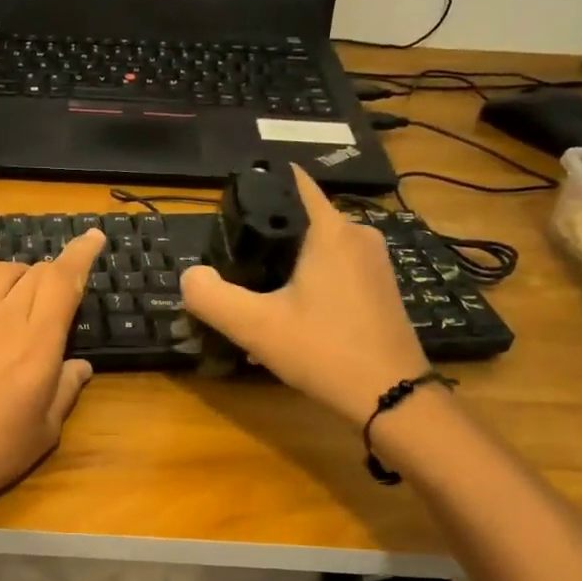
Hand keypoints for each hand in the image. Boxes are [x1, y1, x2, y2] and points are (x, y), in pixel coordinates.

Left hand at [0, 229, 105, 527]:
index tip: (93, 237)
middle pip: (36, 272)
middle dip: (57, 273)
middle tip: (62, 293)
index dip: (81, 254)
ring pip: (1, 270)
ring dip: (22, 274)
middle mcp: (3, 319)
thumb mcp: (45, 430)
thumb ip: (66, 388)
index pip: (63, 281)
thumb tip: (80, 364)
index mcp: (37, 344)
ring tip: (26, 294)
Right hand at [181, 165, 428, 427]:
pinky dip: (308, 288)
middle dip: (265, 243)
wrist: (391, 397)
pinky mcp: (381, 290)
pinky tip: (289, 322)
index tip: (228, 210)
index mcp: (331, 230)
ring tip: (256, 302)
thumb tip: (190, 276)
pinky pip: (334, 274)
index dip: (257, 188)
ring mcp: (375, 264)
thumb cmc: (323, 351)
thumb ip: (210, 296)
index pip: (292, 183)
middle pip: (299, 223)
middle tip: (234, 271)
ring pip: (316, 253)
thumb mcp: (254, 326)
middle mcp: (358, 235)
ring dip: (285, 272)